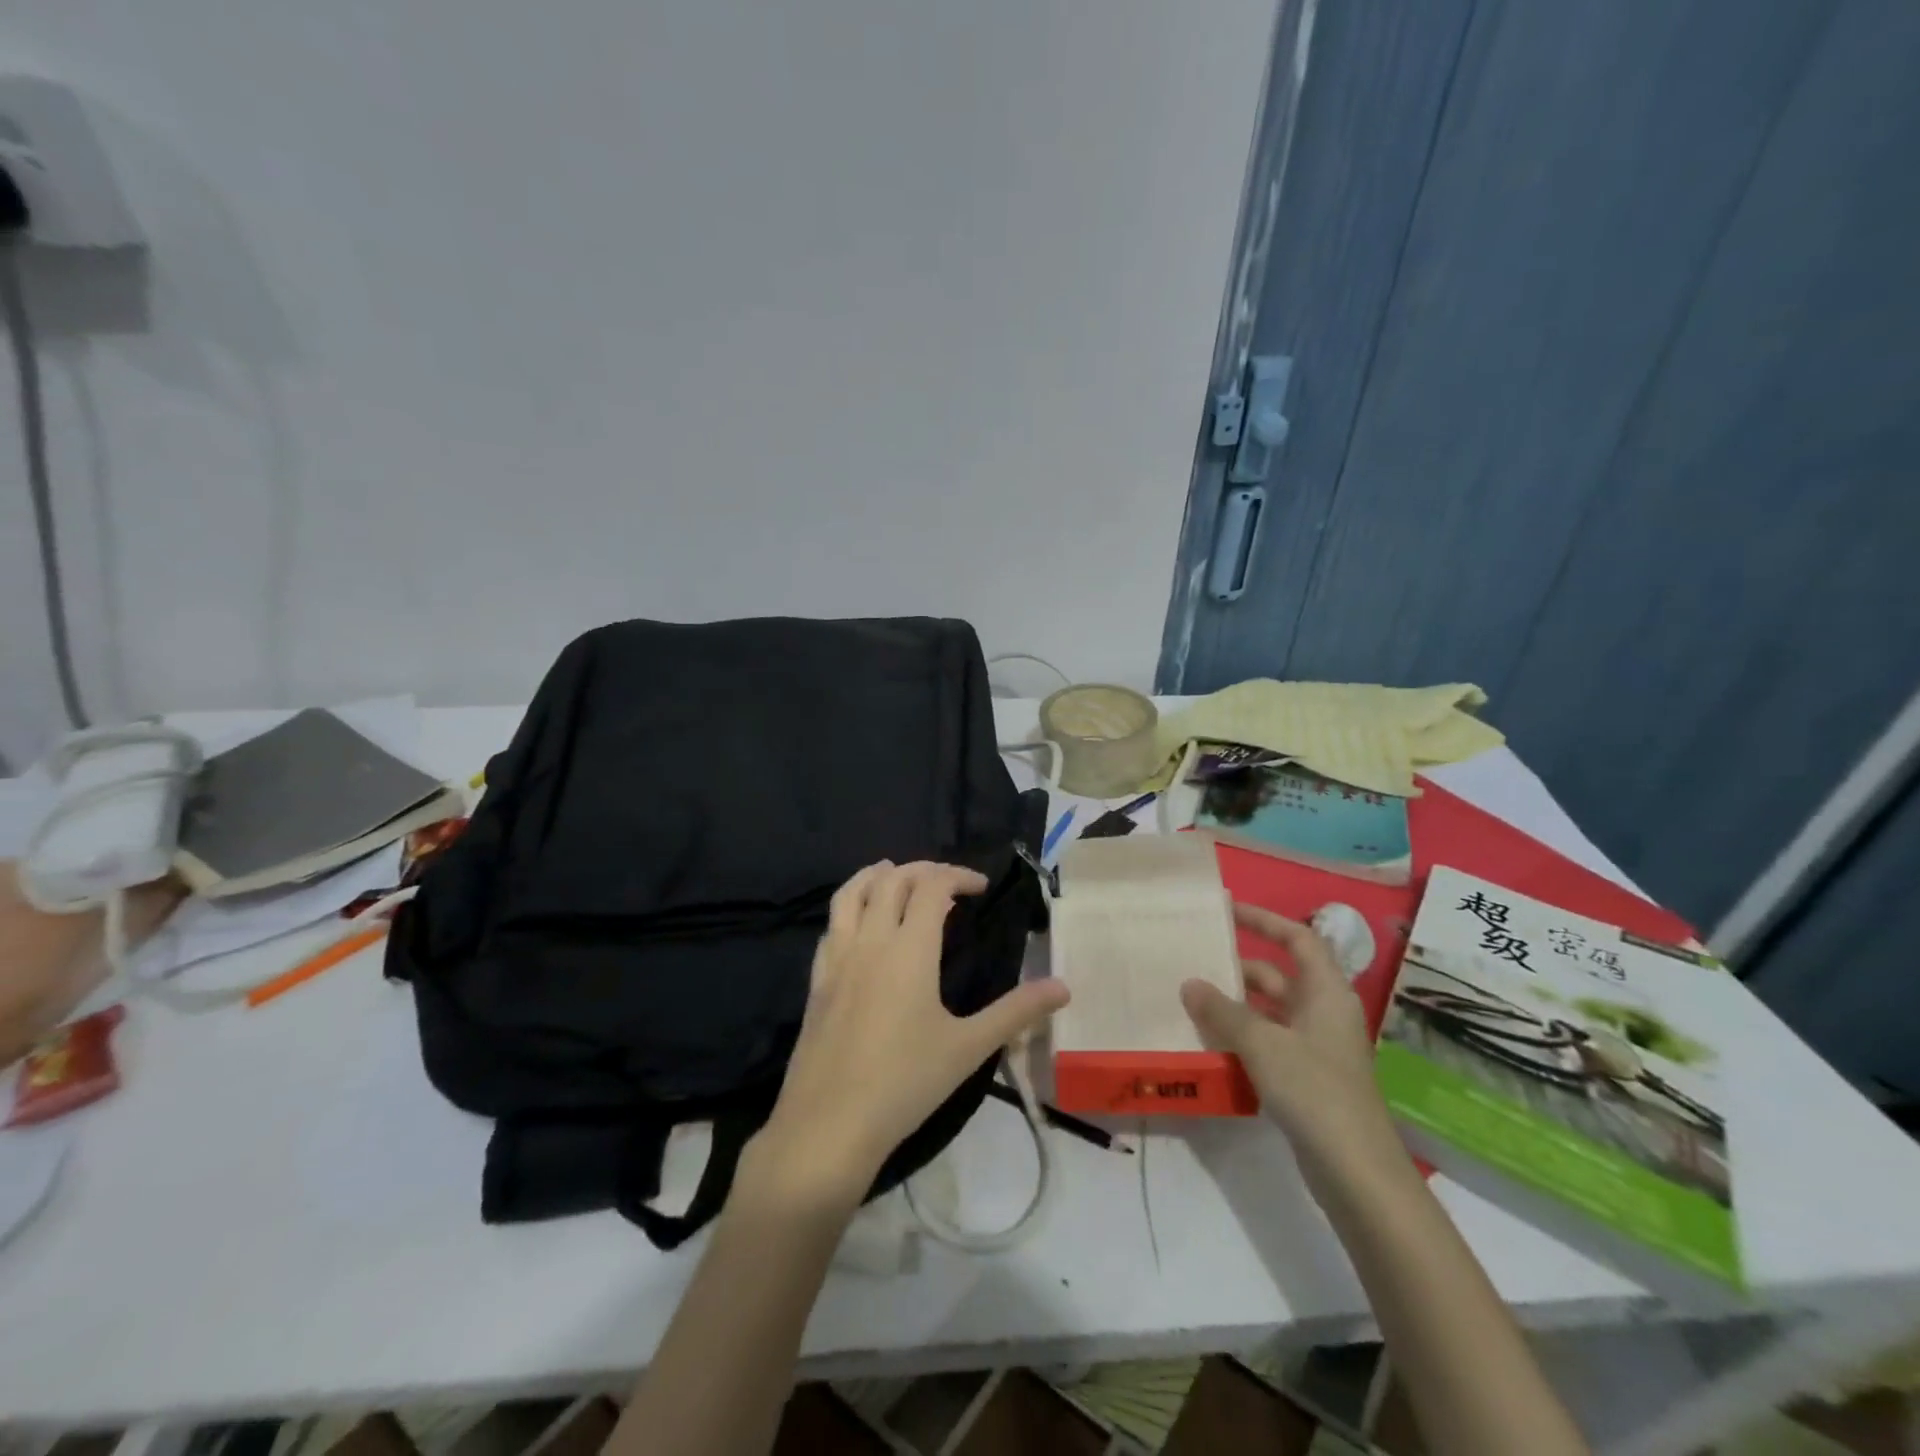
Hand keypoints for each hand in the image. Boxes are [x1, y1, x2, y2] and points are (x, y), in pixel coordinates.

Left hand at [752, 861, 1069, 1208]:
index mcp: (909, 949)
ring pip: (851, 892)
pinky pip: (831, 924)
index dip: (959, 876)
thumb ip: (1016, 1012)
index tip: (981, 888)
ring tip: (896, 873)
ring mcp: (837, 958)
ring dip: (877, 874)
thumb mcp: (969, 1048)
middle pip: (892, 879)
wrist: (828, 1125)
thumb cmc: (904, 1083)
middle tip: (948, 882)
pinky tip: (860, 924)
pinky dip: (850, 906)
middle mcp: (871, 940)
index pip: (933, 886)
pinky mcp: (816, 979)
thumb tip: (1063, 986)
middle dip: (923, 869)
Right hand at [1181, 903, 1402, 1177]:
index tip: (1227, 911)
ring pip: (1270, 1010)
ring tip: (1191, 1000)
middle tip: (1194, 961)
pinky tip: (1210, 1043)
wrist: (1357, 1172)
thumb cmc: (1315, 1091)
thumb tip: (1190, 984)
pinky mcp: (1308, 1078)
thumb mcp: (1262, 1044)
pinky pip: (1269, 1041)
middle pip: (1279, 975)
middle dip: (1238, 967)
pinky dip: (1242, 1036)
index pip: (1297, 939)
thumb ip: (1223, 1011)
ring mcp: (1317, 1047)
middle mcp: (1324, 1012)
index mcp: (1326, 992)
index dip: (1264, 920)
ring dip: (1235, 1005)